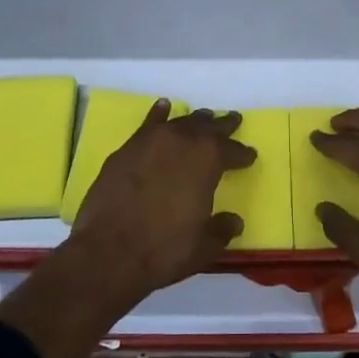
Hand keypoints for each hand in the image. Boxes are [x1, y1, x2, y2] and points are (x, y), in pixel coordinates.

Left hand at [69, 104, 254, 305]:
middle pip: (208, 127)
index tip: (249, 155)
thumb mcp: (204, 246)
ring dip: (194, 120)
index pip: (232, 151)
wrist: (109, 250)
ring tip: (204, 117)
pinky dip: (159, 114)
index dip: (242, 154)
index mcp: (208, 160)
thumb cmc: (163, 249)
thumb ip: (221, 229)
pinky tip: (163, 107)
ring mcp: (152, 141)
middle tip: (233, 120)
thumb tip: (234, 220)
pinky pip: (149, 124)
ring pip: (180, 122)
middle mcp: (183, 141)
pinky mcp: (127, 148)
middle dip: (222, 125)